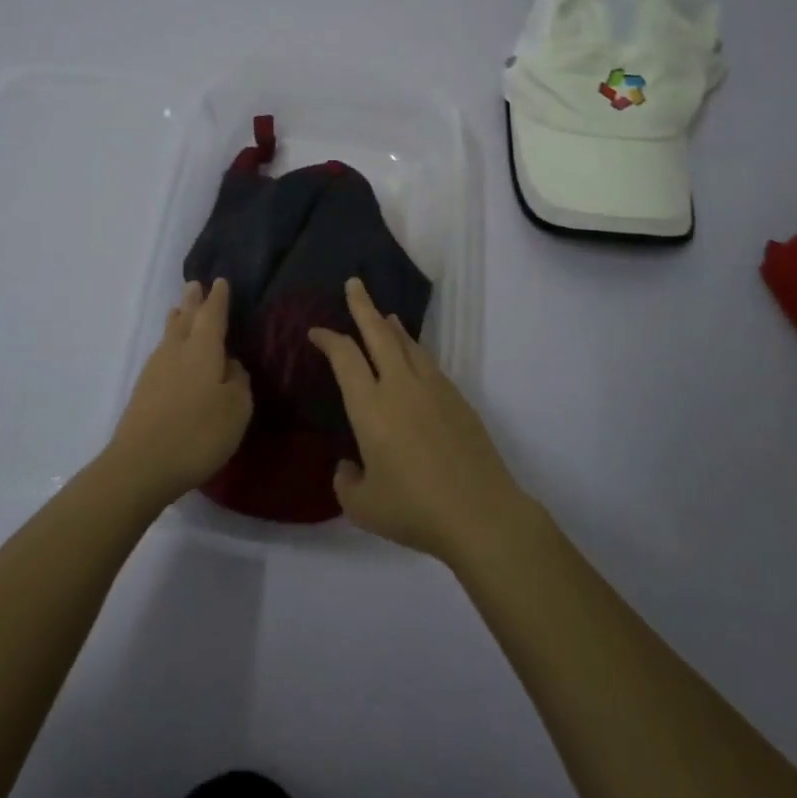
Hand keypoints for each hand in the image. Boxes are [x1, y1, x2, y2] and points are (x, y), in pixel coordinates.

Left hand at [108, 279, 252, 504]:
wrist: (141, 465)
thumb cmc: (198, 432)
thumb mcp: (236, 408)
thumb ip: (238, 380)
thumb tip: (229, 364)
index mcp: (203, 348)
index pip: (213, 314)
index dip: (218, 299)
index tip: (220, 282)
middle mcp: (176, 351)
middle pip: (185, 318)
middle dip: (193, 302)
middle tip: (195, 285)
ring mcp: (155, 370)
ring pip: (169, 335)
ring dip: (177, 320)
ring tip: (180, 310)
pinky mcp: (143, 390)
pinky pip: (161, 353)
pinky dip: (170, 344)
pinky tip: (171, 353)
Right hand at [309, 278, 530, 565]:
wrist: (480, 513)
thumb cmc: (414, 509)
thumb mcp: (363, 507)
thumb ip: (346, 481)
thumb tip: (349, 465)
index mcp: (370, 407)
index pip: (345, 358)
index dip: (328, 339)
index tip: (316, 331)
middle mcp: (400, 387)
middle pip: (378, 334)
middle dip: (363, 306)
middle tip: (354, 284)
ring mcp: (433, 389)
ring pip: (408, 344)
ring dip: (391, 326)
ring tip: (384, 315)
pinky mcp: (458, 399)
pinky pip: (428, 363)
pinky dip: (414, 350)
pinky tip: (414, 358)